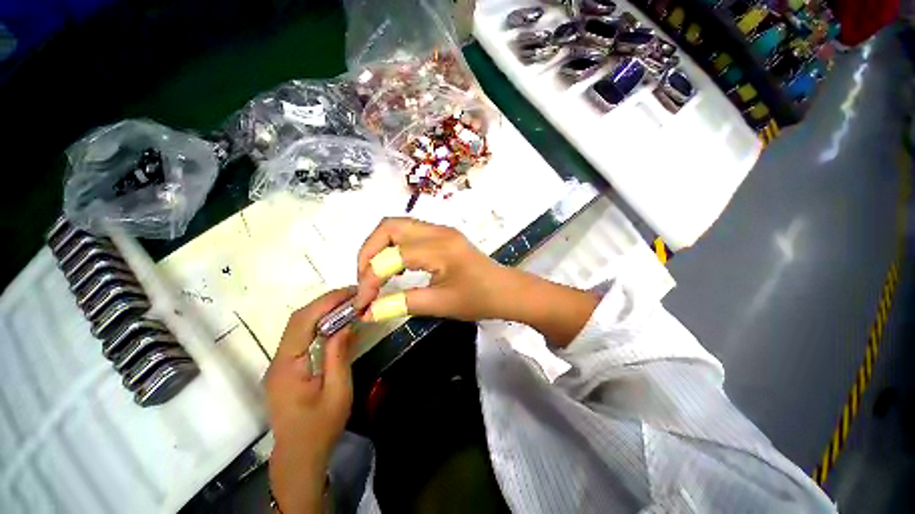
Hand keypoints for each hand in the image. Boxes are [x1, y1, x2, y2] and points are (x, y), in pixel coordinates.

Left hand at [265, 288, 356, 513]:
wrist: (299, 457)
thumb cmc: (320, 427)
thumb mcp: (338, 391)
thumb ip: (339, 354)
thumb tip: (346, 322)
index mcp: (287, 367)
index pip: (302, 322)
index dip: (326, 302)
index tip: (351, 292)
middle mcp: (278, 360)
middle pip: (298, 319)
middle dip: (326, 302)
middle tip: (353, 294)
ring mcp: (280, 363)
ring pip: (298, 326)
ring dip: (323, 310)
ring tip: (348, 303)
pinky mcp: (287, 367)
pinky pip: (302, 336)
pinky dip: (320, 323)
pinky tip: (336, 321)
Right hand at [354, 218, 599, 344]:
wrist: (506, 291)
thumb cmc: (479, 299)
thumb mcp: (440, 304)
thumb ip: (401, 304)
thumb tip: (367, 312)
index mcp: (439, 248)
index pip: (391, 256)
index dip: (370, 279)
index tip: (362, 304)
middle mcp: (437, 231)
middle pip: (388, 227)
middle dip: (368, 252)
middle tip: (364, 279)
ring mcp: (441, 230)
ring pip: (397, 227)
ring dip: (379, 247)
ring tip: (374, 274)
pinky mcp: (443, 236)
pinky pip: (409, 233)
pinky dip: (394, 247)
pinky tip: (395, 268)